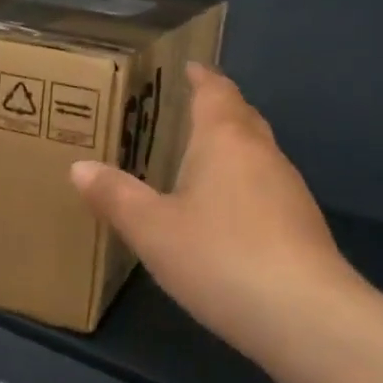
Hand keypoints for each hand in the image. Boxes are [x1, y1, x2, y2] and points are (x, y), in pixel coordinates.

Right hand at [71, 64, 374, 364]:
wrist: (304, 315)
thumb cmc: (219, 256)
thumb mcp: (152, 229)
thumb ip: (115, 196)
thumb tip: (79, 167)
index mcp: (225, 140)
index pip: (215, 92)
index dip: (201, 77)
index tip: (189, 67)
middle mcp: (262, 154)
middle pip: (242, 117)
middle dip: (217, 108)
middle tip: (186, 110)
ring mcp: (289, 190)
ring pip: (257, 154)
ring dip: (232, 148)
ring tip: (199, 159)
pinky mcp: (302, 225)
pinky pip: (266, 187)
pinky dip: (243, 184)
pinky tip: (226, 212)